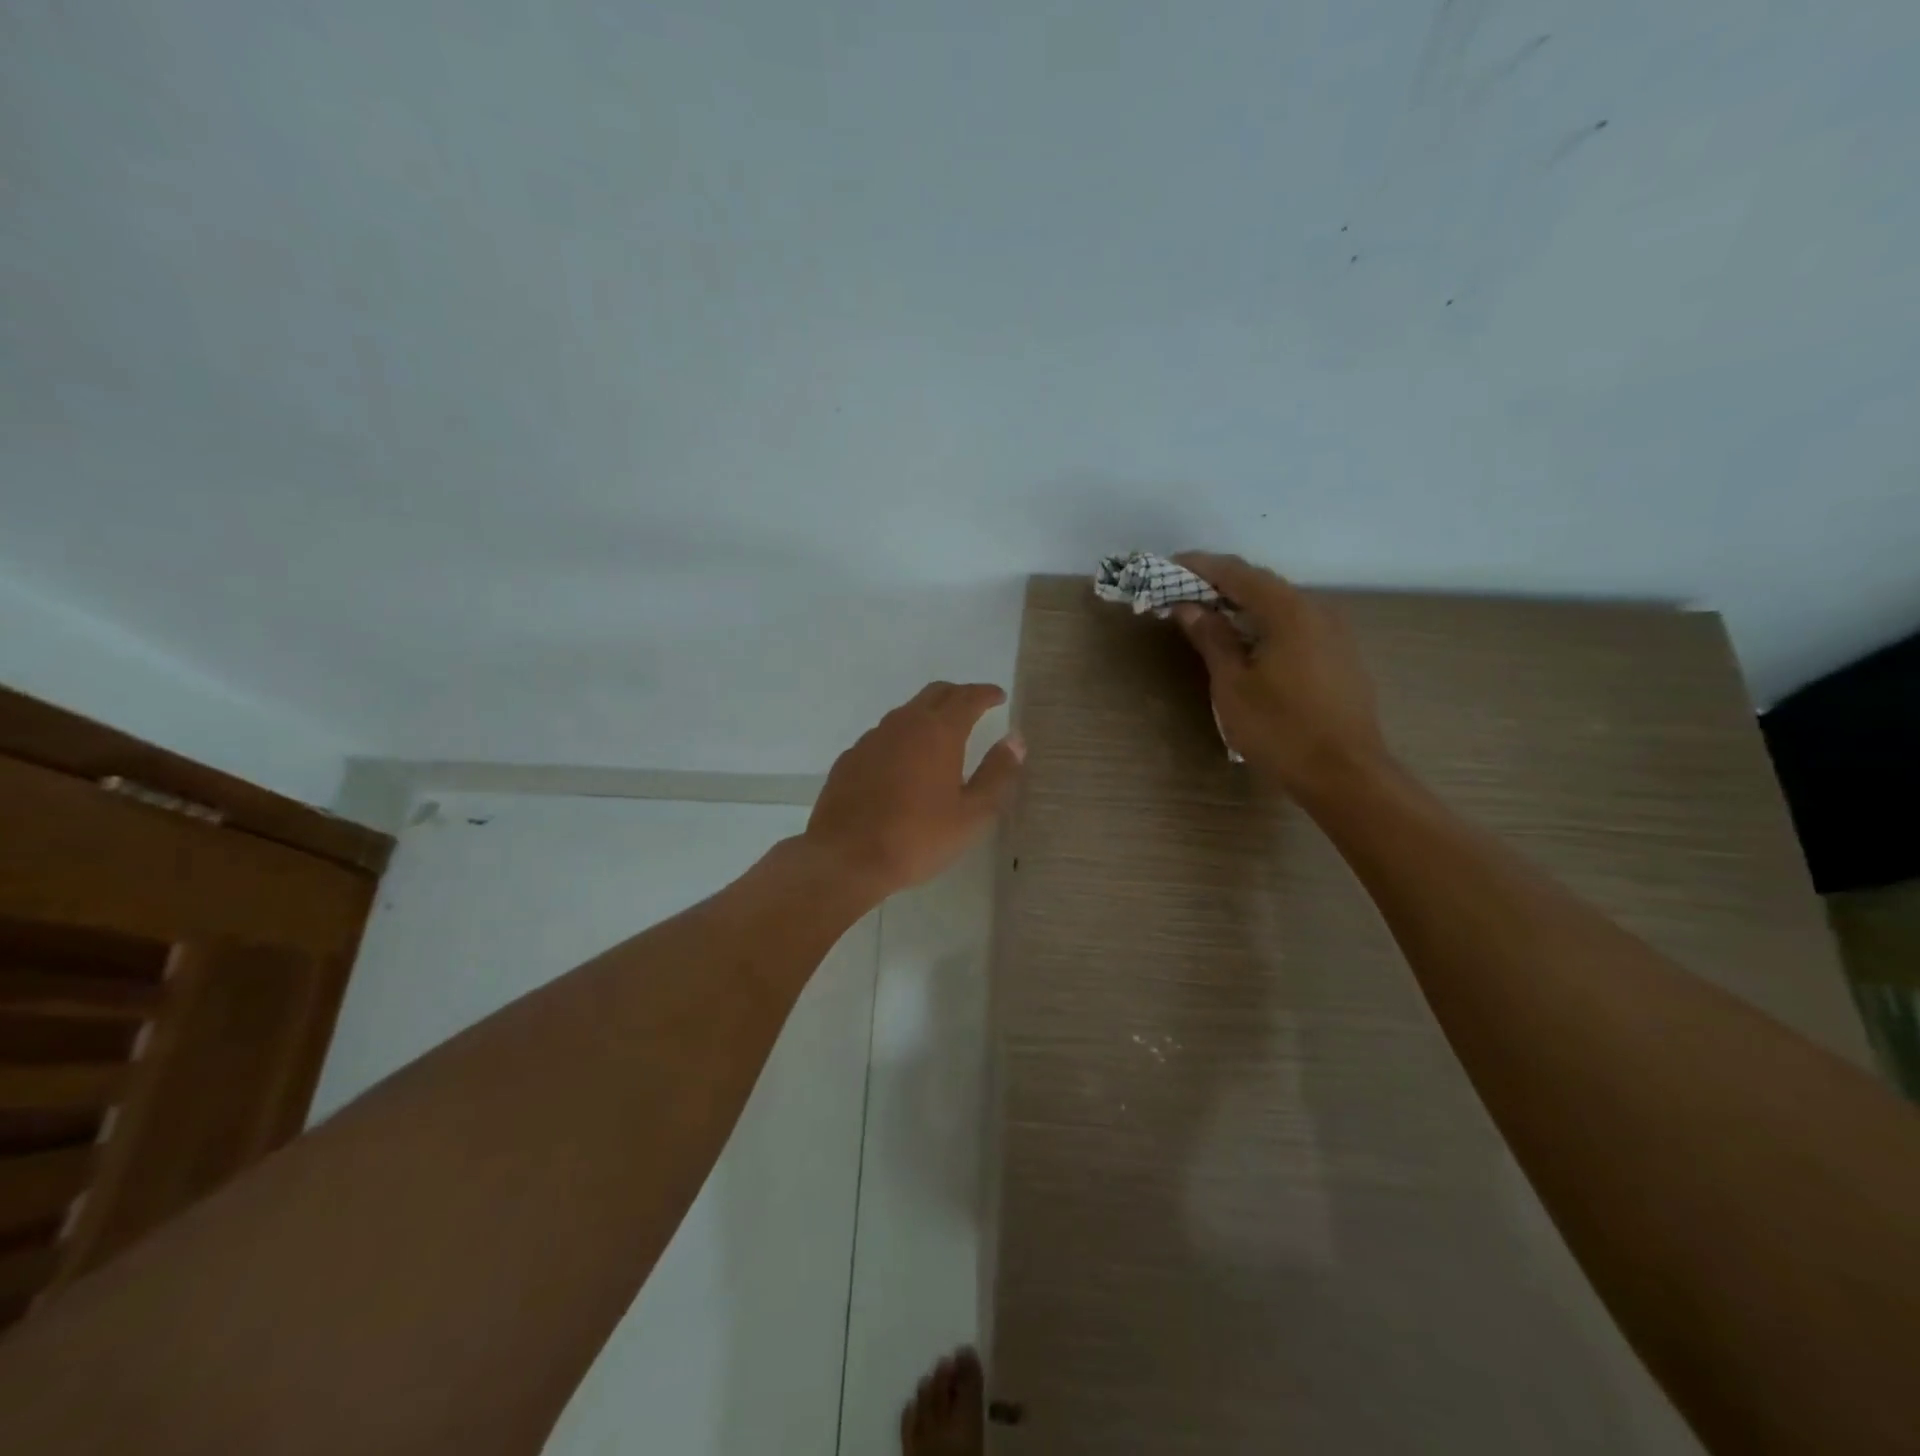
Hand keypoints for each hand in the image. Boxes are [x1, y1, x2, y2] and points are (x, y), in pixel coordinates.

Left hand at [805, 682, 1023, 899]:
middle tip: (975, 706)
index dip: (986, 694)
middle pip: (935, 694)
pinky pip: (884, 735)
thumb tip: (1015, 740)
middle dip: (958, 695)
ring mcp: (872, 738)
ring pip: (906, 712)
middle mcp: (904, 724)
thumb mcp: (971, 814)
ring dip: (928, 714)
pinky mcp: (850, 757)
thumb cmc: (917, 838)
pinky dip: (903, 737)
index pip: (967, 698)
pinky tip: (905, 762)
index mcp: (938, 732)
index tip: (998, 696)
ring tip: (942, 734)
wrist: (845, 857)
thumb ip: (997, 773)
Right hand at [1170, 553, 1389, 795]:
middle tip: (1184, 591)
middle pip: (1262, 584)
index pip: (1237, 573)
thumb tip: (1188, 607)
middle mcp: (1317, 610)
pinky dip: (1266, 622)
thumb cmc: (1280, 729)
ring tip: (1210, 615)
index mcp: (1288, 611)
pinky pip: (1297, 624)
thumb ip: (1212, 639)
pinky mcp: (1341, 655)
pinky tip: (1249, 642)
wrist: (1345, 774)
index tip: (1171, 564)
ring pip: (1281, 605)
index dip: (1201, 566)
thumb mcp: (1233, 685)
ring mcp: (1335, 633)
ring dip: (1244, 604)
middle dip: (1221, 583)